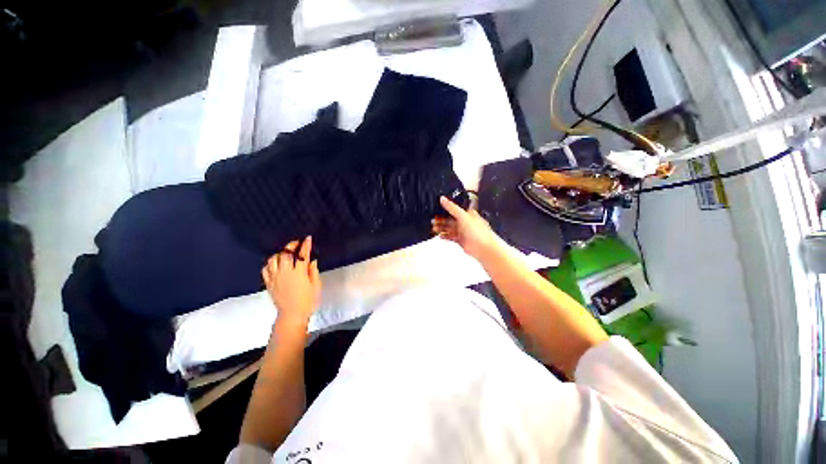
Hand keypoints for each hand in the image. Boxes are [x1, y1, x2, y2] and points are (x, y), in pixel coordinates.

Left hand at [262, 236, 321, 333]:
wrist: (292, 315)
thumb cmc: (308, 301)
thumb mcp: (316, 286)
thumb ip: (313, 271)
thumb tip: (311, 261)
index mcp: (299, 273)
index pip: (303, 255)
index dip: (306, 245)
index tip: (308, 238)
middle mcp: (286, 273)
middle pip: (285, 254)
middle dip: (291, 246)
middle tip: (296, 244)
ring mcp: (275, 278)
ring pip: (273, 259)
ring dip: (280, 254)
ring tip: (285, 254)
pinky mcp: (269, 283)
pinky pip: (266, 269)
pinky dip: (270, 264)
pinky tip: (275, 265)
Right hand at [432, 196, 500, 260]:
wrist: (483, 248)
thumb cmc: (478, 231)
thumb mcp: (463, 216)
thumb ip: (452, 207)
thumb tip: (442, 198)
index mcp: (467, 214)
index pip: (454, 209)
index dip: (444, 209)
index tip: (435, 210)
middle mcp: (465, 222)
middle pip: (450, 219)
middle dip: (441, 220)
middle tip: (432, 220)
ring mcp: (463, 231)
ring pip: (449, 228)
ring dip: (441, 228)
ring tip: (434, 228)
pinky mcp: (461, 240)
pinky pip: (450, 236)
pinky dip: (445, 236)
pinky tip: (440, 235)